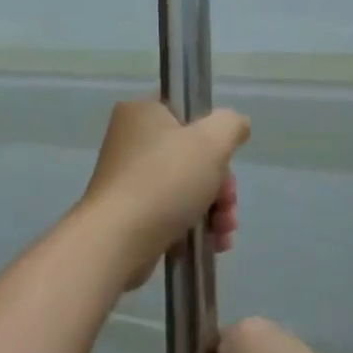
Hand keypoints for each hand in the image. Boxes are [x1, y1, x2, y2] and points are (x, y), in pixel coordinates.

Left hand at [78, 98, 247, 291]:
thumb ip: (231, 125)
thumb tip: (235, 127)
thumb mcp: (212, 141)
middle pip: (193, 154)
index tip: (222, 157)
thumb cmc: (164, 181)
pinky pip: (173, 212)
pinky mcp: (131, 213)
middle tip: (226, 203)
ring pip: (188, 186)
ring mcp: (130, 179)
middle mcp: (131, 141)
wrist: (117, 242)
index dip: (212, 133)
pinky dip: (196, 225)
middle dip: (220, 183)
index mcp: (142, 112)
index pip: (186, 109)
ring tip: (223, 230)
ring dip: (215, 208)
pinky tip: (213, 243)